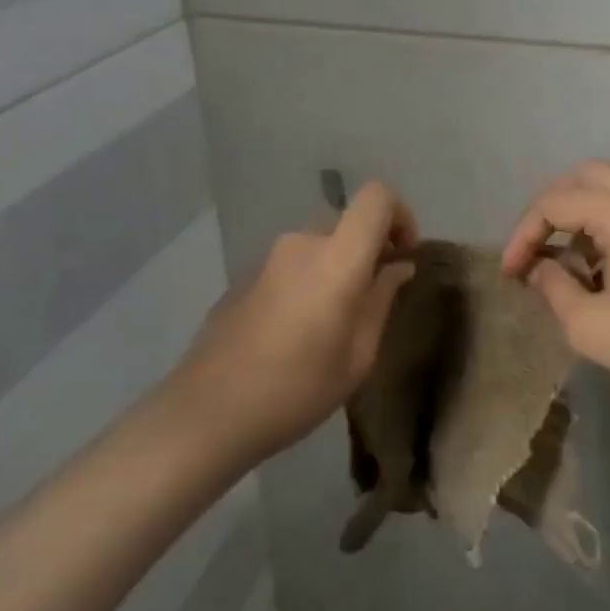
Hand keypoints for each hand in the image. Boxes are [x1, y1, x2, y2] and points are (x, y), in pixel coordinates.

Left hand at [177, 182, 417, 458]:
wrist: (205, 414)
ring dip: (337, 270)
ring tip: (333, 324)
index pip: (377, 196)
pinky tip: (296, 333)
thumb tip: (398, 267)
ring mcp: (268, 258)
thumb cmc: (295, 390)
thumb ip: (381, 301)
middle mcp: (302, 243)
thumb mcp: (357, 356)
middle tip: (372, 299)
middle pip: (348, 224)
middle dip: (369, 251)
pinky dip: (308, 282)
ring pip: (320, 246)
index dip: (400, 214)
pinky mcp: (245, 276)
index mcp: (337, 257)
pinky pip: (292, 265)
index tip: (403, 254)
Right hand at [502, 160, 609, 412]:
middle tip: (533, 247)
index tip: (509, 274)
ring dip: (577, 217)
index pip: (555, 204)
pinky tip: (594, 273)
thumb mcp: (591, 327)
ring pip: (608, 191)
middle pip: (583, 177)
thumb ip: (554, 288)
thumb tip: (541, 268)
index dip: (523, 235)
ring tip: (560, 264)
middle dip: (550, 209)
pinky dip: (601, 228)